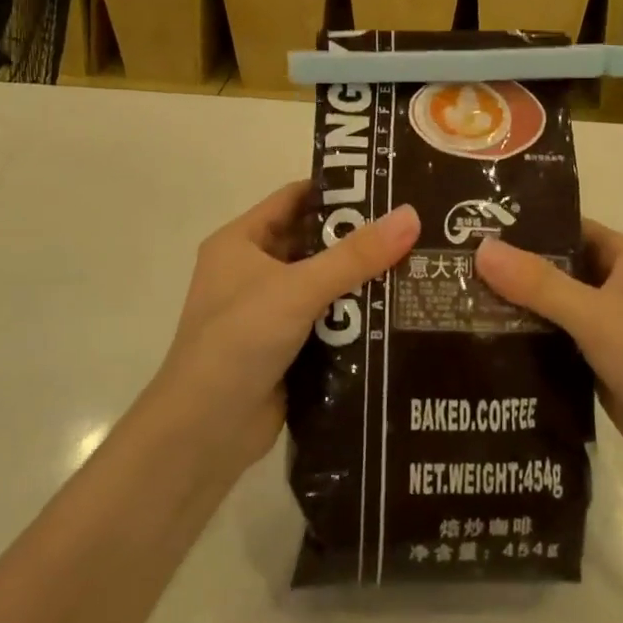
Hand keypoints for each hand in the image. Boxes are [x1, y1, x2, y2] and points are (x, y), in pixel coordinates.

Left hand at [149, 182, 418, 475]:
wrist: (202, 434)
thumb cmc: (238, 342)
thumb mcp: (298, 289)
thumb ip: (355, 255)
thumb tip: (411, 215)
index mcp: (241, 242)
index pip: (295, 199)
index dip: (339, 190)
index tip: (389, 187)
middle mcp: (252, 271)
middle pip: (314, 242)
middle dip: (359, 238)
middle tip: (415, 229)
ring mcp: (268, 312)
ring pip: (324, 284)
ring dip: (362, 280)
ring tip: (419, 265)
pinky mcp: (285, 348)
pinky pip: (327, 321)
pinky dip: (356, 317)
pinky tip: (398, 312)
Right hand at [475, 220, 622, 482]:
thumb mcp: (595, 316)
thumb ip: (539, 284)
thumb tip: (481, 249)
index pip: (568, 228)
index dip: (526, 227)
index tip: (474, 228)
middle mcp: (618, 286)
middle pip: (557, 269)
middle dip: (512, 270)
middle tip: (453, 268)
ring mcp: (610, 328)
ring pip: (554, 308)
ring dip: (517, 308)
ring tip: (457, 302)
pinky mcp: (601, 364)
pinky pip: (557, 342)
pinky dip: (529, 341)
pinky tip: (486, 345)